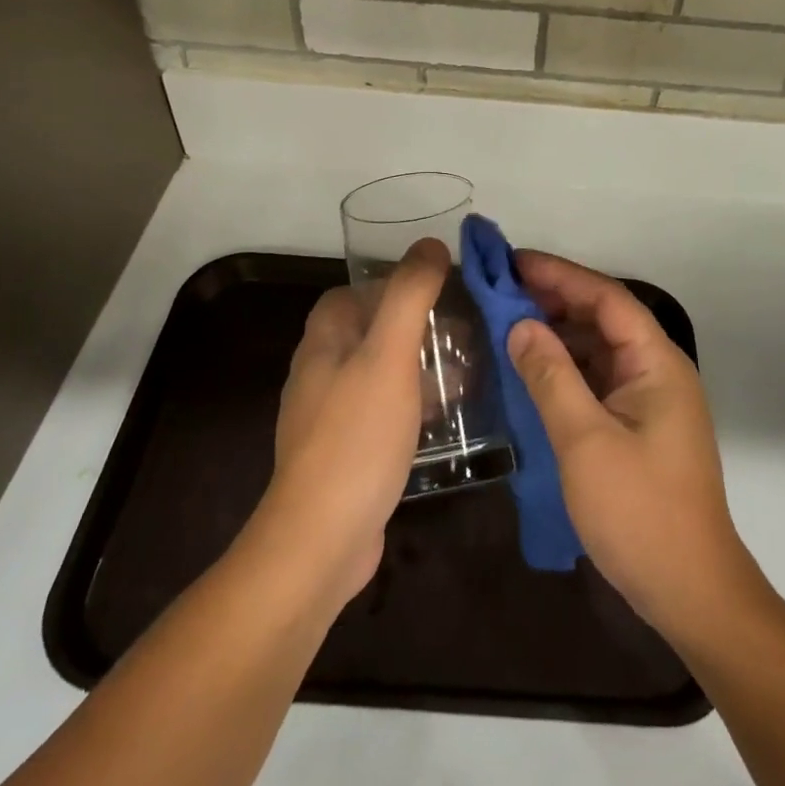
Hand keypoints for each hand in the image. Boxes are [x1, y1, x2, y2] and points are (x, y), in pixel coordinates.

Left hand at [260, 239, 447, 607]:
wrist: (322, 540)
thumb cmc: (357, 436)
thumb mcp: (389, 356)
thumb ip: (410, 296)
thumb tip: (432, 245)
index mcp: (322, 343)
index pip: (349, 294)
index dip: (389, 286)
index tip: (436, 292)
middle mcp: (319, 374)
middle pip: (367, 333)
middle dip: (414, 327)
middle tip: (462, 335)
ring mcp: (329, 418)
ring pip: (378, 374)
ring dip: (417, 368)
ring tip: (465, 375)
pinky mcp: (345, 455)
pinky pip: (382, 413)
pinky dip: (412, 406)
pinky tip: (444, 421)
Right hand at [508, 251, 759, 642]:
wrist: (691, 592)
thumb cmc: (640, 512)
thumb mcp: (585, 441)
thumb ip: (551, 376)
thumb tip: (521, 325)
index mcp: (657, 363)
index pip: (607, 298)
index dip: (560, 275)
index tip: (513, 262)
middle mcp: (658, 372)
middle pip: (605, 318)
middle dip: (556, 300)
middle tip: (502, 291)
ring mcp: (651, 401)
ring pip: (600, 350)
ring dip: (559, 334)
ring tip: (508, 323)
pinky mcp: (640, 428)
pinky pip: (599, 381)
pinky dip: (566, 369)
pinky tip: (532, 371)